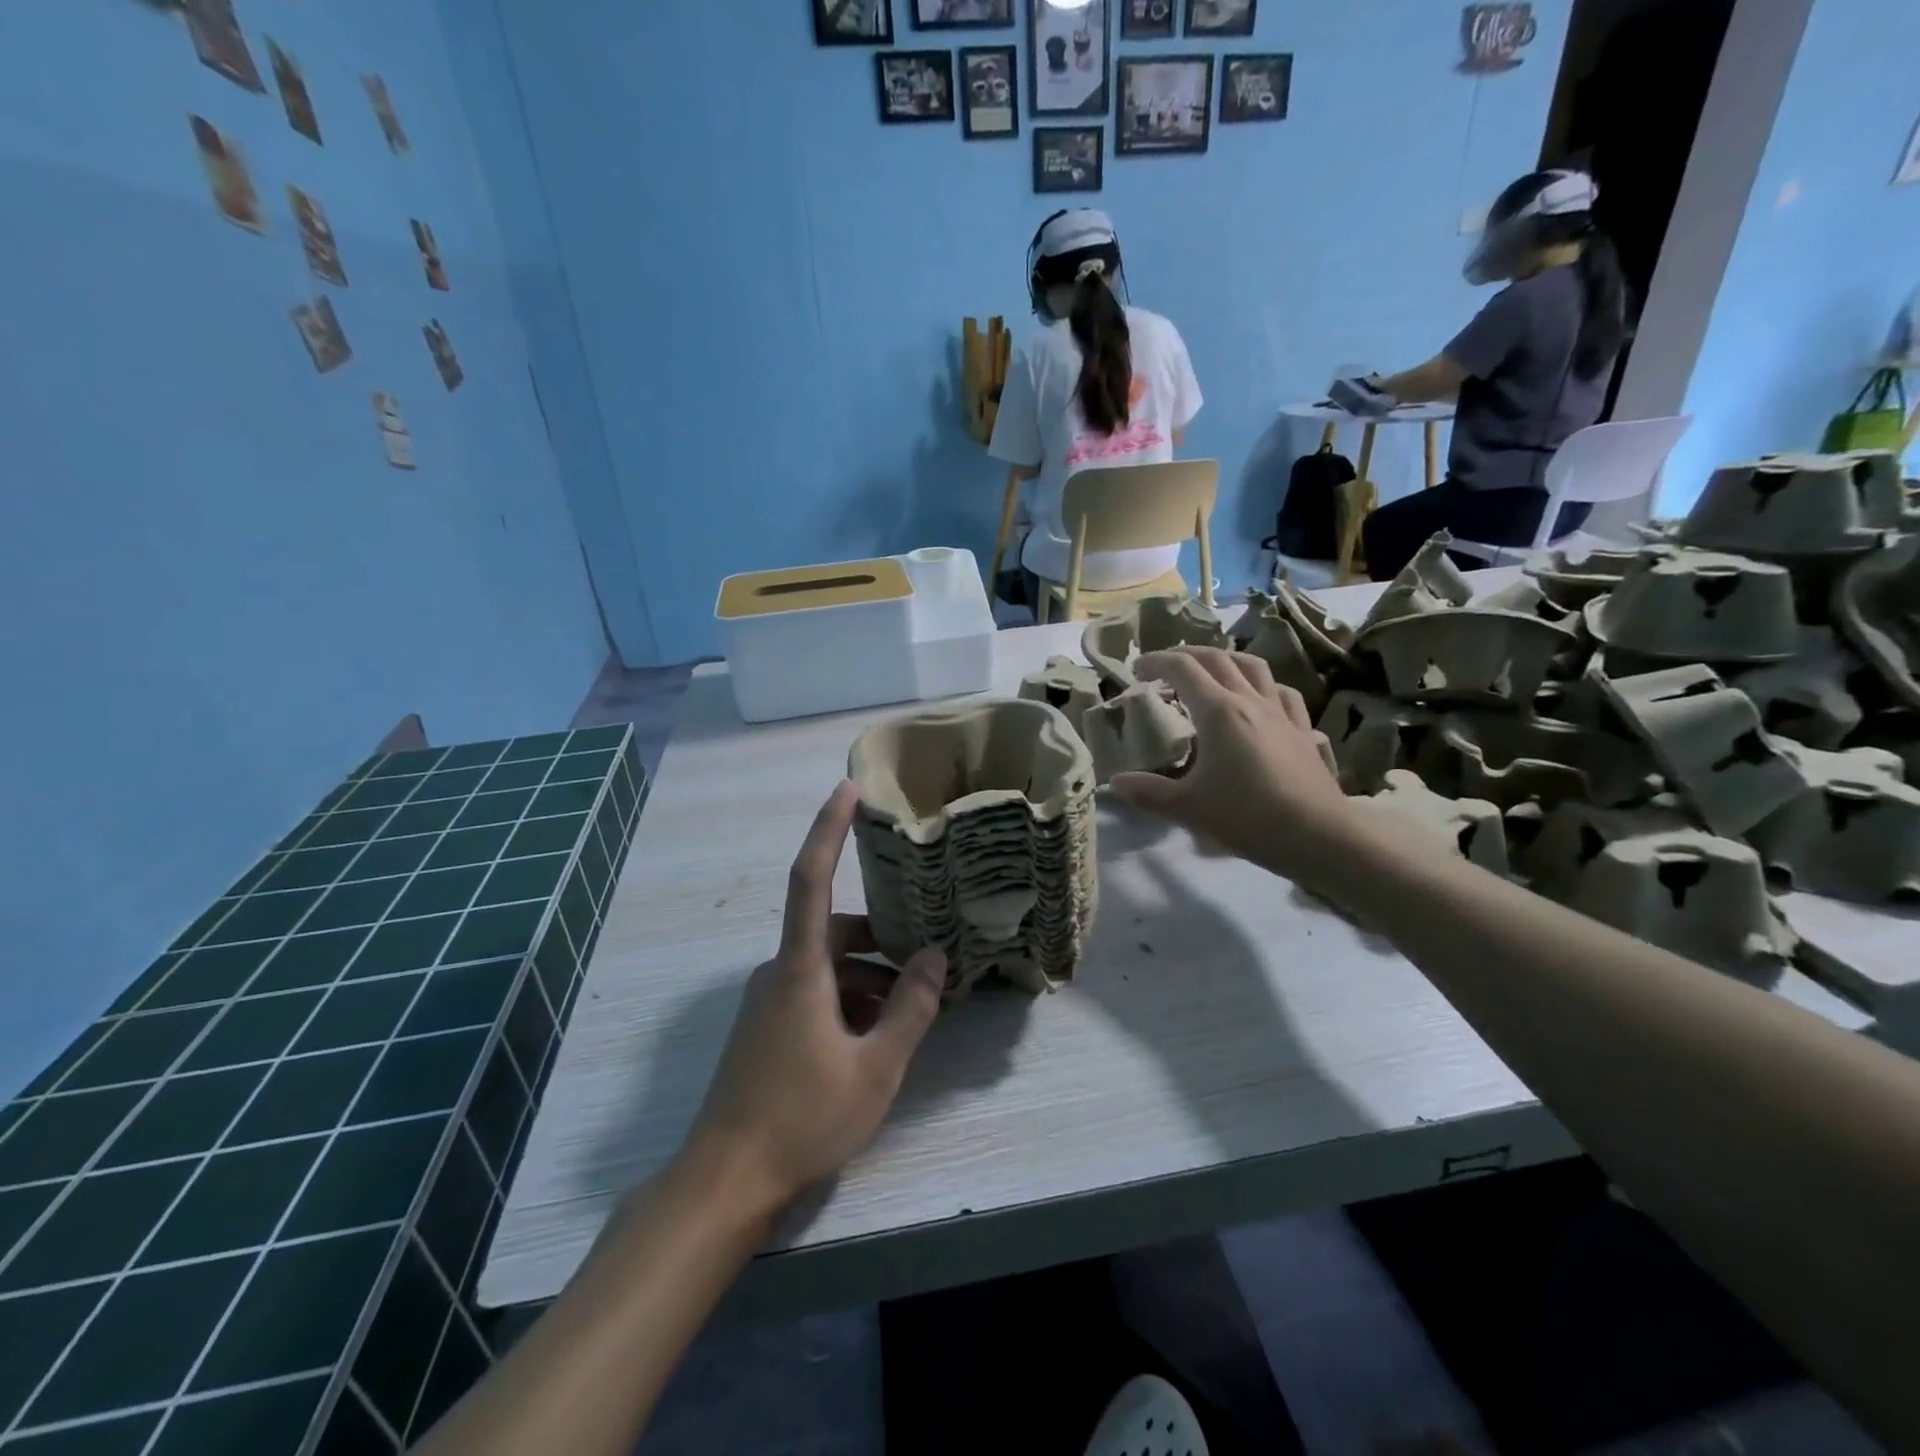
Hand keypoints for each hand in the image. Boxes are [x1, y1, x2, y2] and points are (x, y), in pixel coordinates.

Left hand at [685, 782, 945, 1211]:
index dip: (828, 828)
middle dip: (880, 942)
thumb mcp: (875, 1068)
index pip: (810, 878)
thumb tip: (933, 957)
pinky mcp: (766, 1027)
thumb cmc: (802, 1120)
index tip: (847, 788)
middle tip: (925, 961)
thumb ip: (910, 1009)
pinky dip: (849, 1001)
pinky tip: (876, 1037)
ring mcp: (768, 1001)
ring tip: (909, 1012)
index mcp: (799, 969)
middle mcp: (778, 972)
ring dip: (869, 980)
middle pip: (834, 932)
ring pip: (829, 969)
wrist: (724, 1184)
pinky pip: (815, 993)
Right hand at [1110, 649, 1355, 881]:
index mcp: (1218, 711)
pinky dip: (1264, 686)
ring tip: (1212, 671)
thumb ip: (1148, 792)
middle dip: (1187, 654)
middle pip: (1217, 659)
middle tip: (1166, 666)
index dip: (1157, 662)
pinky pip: (1283, 693)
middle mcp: (1250, 701)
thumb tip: (1115, 782)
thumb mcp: (1187, 808)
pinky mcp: (1303, 730)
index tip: (1137, 670)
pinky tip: (1260, 699)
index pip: (1182, 669)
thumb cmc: (1247, 816)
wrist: (1318, 834)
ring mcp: (1281, 713)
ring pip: (1254, 667)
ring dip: (1227, 660)